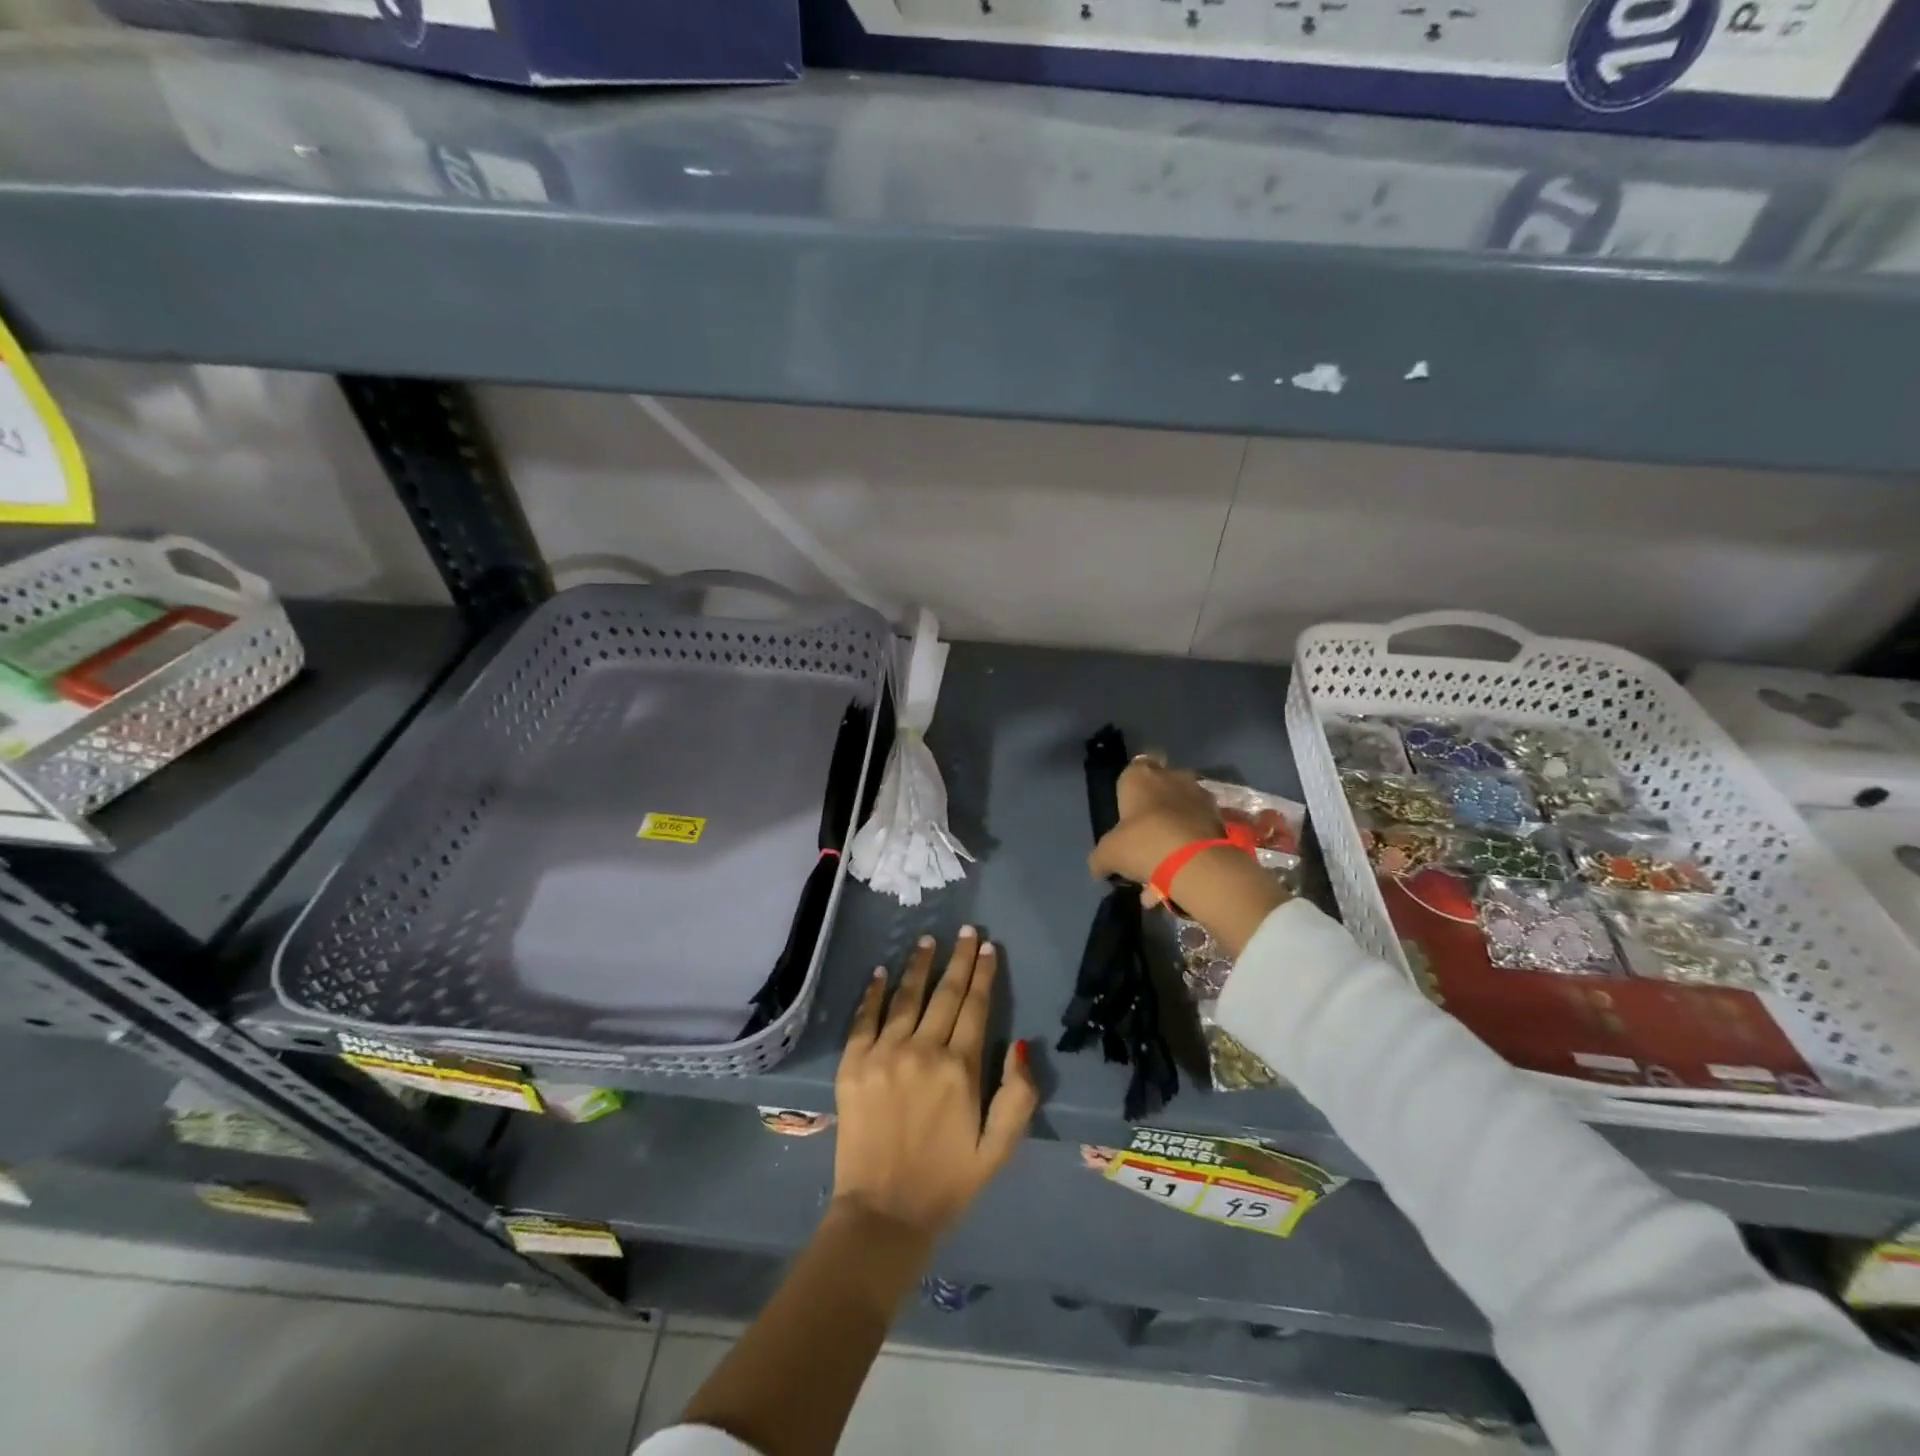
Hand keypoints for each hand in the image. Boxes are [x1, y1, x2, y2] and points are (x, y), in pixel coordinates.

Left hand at [833, 929, 1038, 1242]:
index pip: (976, 1007)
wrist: (883, 1215)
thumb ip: (1018, 1096)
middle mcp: (922, 1051)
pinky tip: (882, 971)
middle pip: (945, 994)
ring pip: (906, 997)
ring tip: (927, 940)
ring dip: (919, 965)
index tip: (989, 947)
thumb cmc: (948, 1182)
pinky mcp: (853, 1065)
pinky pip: (865, 1018)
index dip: (984, 974)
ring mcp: (884, 1054)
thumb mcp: (999, 1149)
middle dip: (959, 958)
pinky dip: (874, 992)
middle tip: (966, 931)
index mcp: (960, 1069)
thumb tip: (1022, 1045)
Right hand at [1088, 756, 1287, 955]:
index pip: (1135, 767)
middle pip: (1161, 789)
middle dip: (1154, 810)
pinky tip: (1177, 877)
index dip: (1131, 788)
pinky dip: (1189, 848)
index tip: (1128, 812)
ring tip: (1162, 869)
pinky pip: (1197, 831)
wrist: (1196, 863)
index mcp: (1141, 775)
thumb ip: (1100, 858)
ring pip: (1181, 812)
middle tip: (1144, 839)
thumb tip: (1098, 868)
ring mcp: (1200, 796)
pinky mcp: (1220, 818)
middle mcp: (1172, 777)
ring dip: (1173, 832)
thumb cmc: (1144, 843)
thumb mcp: (1109, 854)